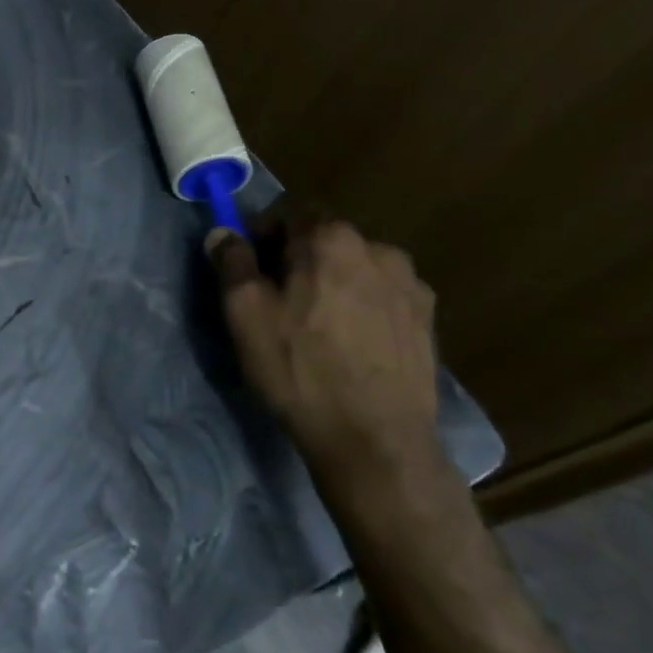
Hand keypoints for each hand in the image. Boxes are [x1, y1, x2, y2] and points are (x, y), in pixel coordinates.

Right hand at [208, 213, 439, 476]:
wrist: (374, 440)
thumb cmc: (299, 368)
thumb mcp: (245, 313)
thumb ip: (232, 262)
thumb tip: (223, 232)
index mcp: (331, 239)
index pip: (288, 213)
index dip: (262, 235)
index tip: (249, 269)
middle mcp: (379, 249)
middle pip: (324, 239)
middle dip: (297, 259)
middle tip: (277, 300)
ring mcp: (411, 286)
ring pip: (355, 268)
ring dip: (332, 282)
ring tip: (317, 325)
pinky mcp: (428, 321)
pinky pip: (382, 296)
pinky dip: (361, 306)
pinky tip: (350, 344)